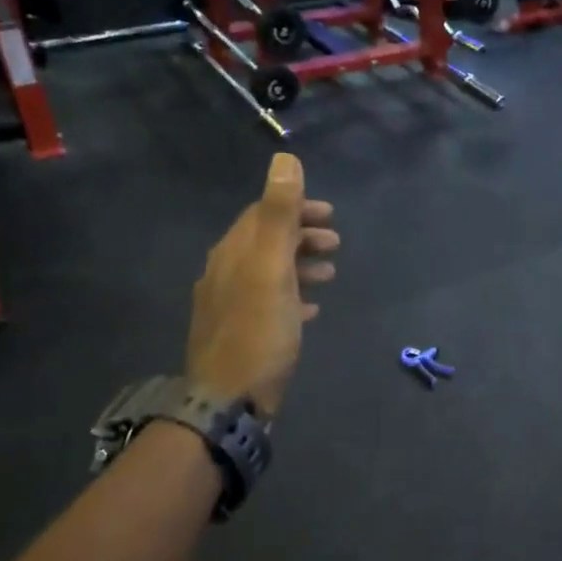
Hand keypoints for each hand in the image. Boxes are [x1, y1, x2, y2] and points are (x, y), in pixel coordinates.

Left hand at [185, 153, 339, 417]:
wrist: (228, 401)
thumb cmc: (257, 332)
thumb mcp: (271, 269)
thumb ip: (278, 214)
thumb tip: (284, 159)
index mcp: (233, 253)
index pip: (262, 214)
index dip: (296, 208)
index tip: (330, 214)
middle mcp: (225, 274)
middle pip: (266, 243)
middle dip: (302, 236)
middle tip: (336, 243)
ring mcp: (230, 306)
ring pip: (269, 273)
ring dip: (300, 266)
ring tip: (331, 274)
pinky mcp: (240, 335)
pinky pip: (269, 304)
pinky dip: (293, 297)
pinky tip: (311, 310)